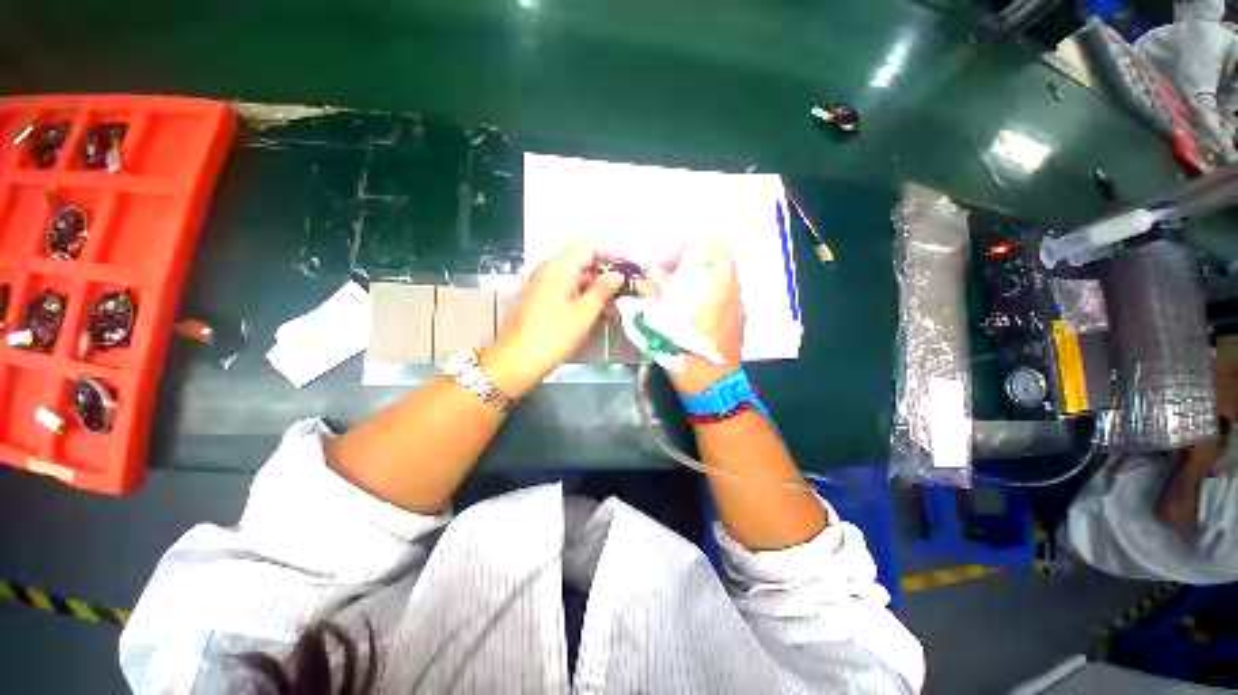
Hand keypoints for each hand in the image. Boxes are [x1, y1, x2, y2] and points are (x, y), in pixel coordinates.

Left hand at [482, 242, 622, 397]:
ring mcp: (544, 285)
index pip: (589, 247)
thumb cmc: (551, 336)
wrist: (517, 361)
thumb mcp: (584, 313)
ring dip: (597, 286)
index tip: (630, 262)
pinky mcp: (542, 300)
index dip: (612, 251)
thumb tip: (616, 276)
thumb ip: (602, 290)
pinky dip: (585, 296)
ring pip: (576, 277)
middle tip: (627, 284)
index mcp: (558, 268)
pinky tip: (598, 311)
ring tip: (616, 302)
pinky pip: (568, 290)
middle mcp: (549, 270)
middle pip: (582, 260)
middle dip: (606, 271)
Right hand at [663, 238, 743, 394]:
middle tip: (670, 269)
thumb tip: (649, 276)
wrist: (713, 390)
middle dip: (694, 258)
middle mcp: (734, 297)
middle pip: (721, 262)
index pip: (719, 252)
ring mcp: (738, 309)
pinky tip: (686, 301)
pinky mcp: (736, 319)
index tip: (672, 257)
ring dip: (699, 273)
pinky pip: (722, 292)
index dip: (695, 245)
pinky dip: (705, 287)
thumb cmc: (688, 359)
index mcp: (719, 296)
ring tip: (675, 284)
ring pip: (722, 277)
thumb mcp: (666, 328)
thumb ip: (657, 298)